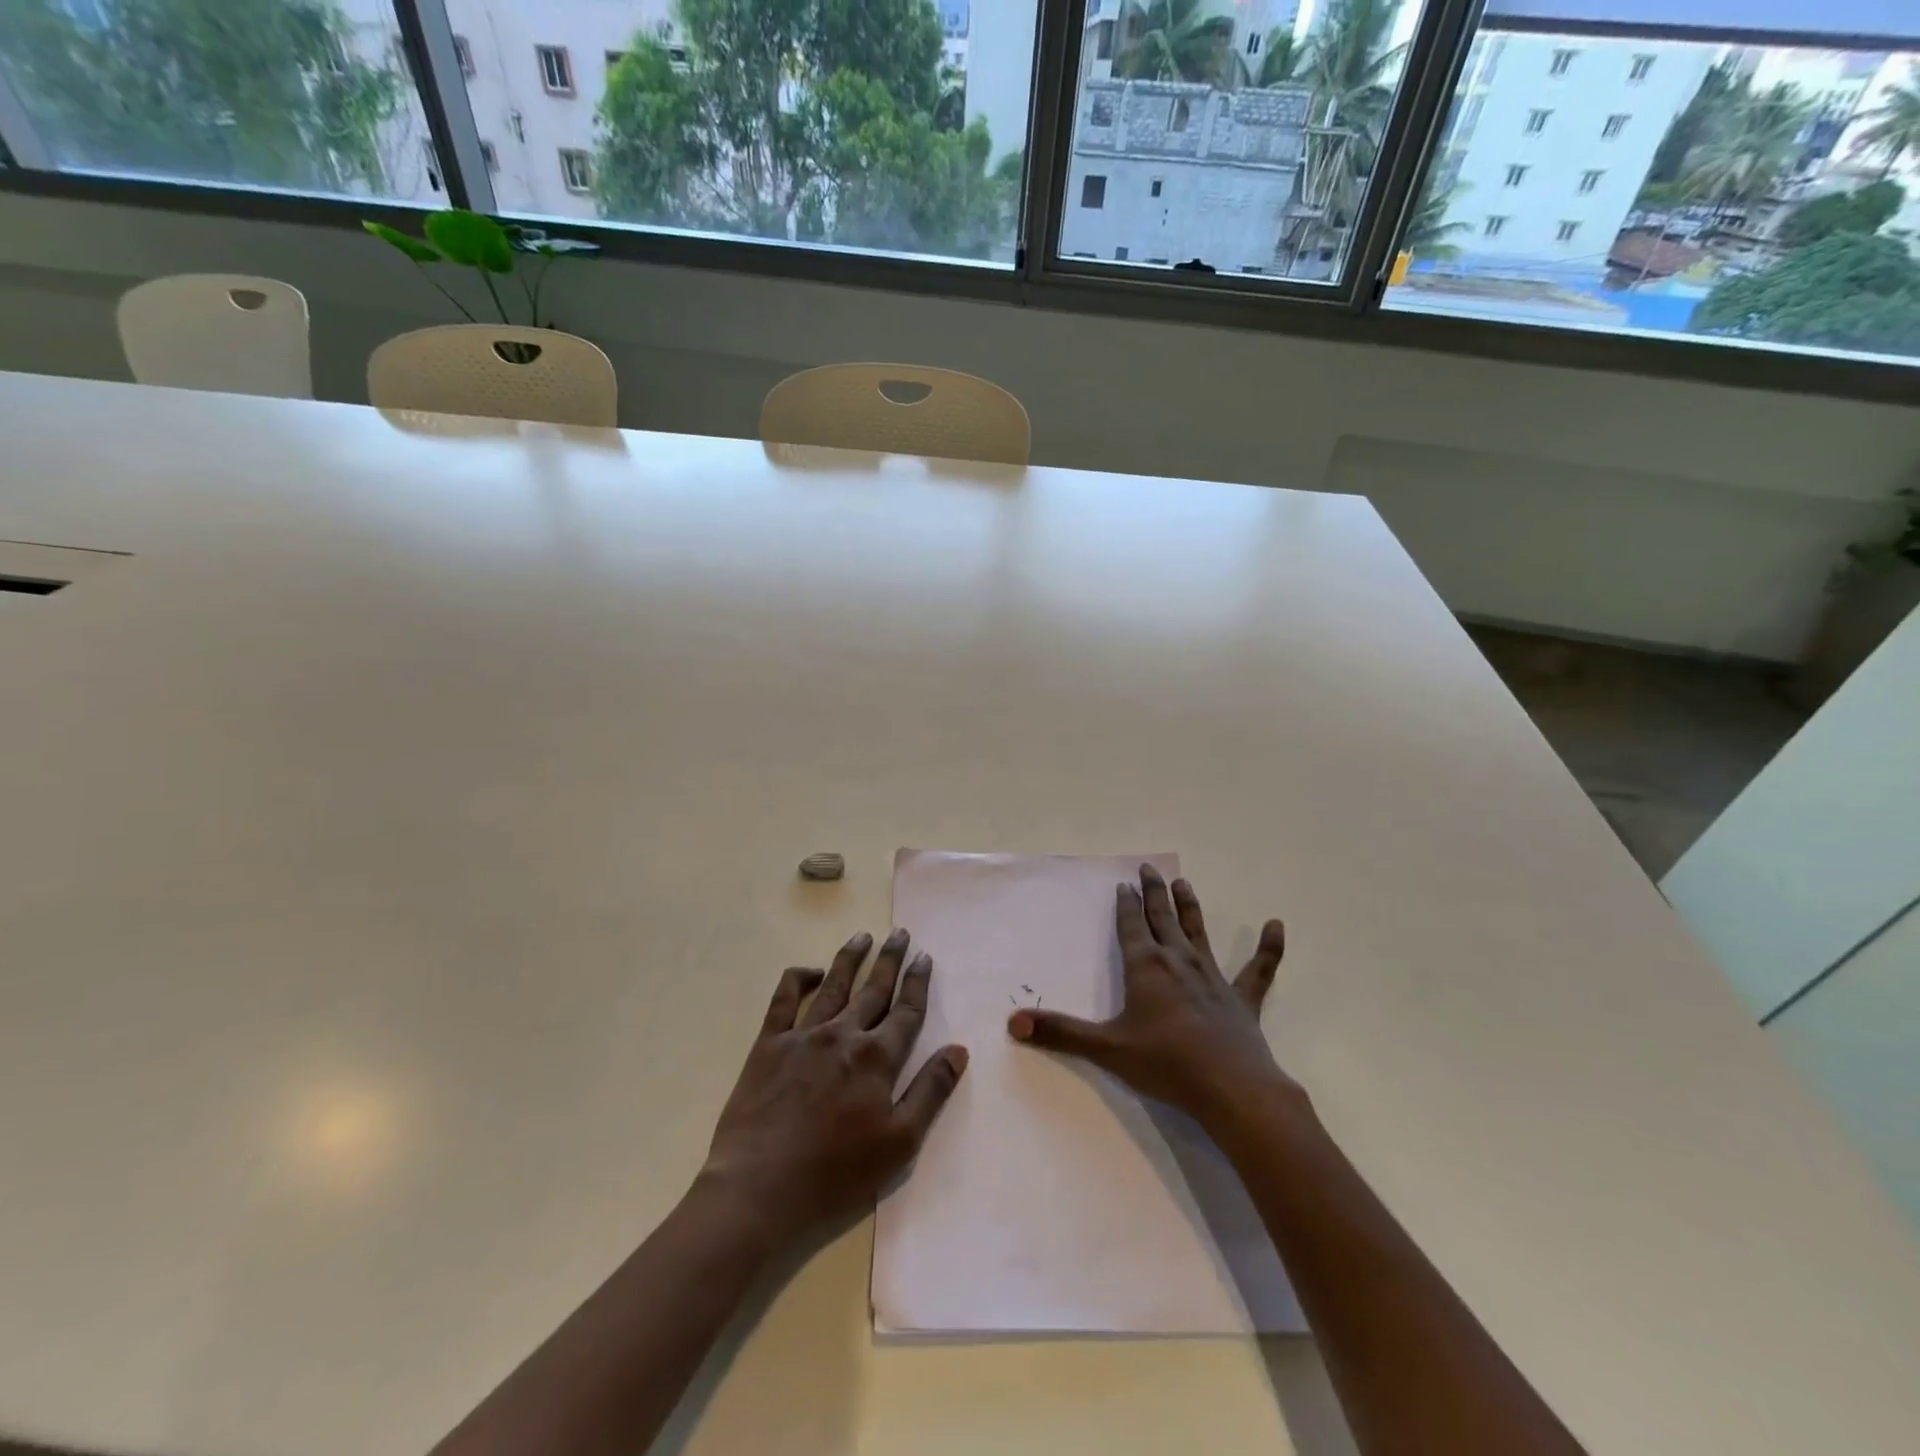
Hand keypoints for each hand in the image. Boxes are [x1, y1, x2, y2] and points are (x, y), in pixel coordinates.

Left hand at [701, 929, 966, 1247]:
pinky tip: (809, 970)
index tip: (924, 957)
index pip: (906, 1010)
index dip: (918, 982)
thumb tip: (958, 1050)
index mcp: (877, 1058)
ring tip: (863, 936)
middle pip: (874, 989)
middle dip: (890, 960)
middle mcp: (843, 1035)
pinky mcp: (768, 1045)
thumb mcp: (899, 1143)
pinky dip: (797, 979)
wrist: (759, 1190)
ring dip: (851, 958)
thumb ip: (931, 1091)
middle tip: (900, 933)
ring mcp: (803, 1036)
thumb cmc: (836, 1174)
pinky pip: (784, 1000)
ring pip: (833, 985)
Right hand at [1007, 865, 1293, 1132]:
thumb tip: (1012, 1022)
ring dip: (1189, 907)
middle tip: (1149, 869)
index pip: (1132, 926)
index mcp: (1146, 967)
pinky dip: (1268, 948)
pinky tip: (1276, 925)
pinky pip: (1258, 969)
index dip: (1126, 904)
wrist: (1230, 1088)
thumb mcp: (1106, 1048)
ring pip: (1198, 932)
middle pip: (1163, 918)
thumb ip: (1061, 1033)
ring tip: (1184, 883)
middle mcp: (1178, 961)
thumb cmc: (1165, 1063)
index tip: (1123, 884)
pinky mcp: (1242, 999)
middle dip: (1154, 892)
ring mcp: (1213, 977)